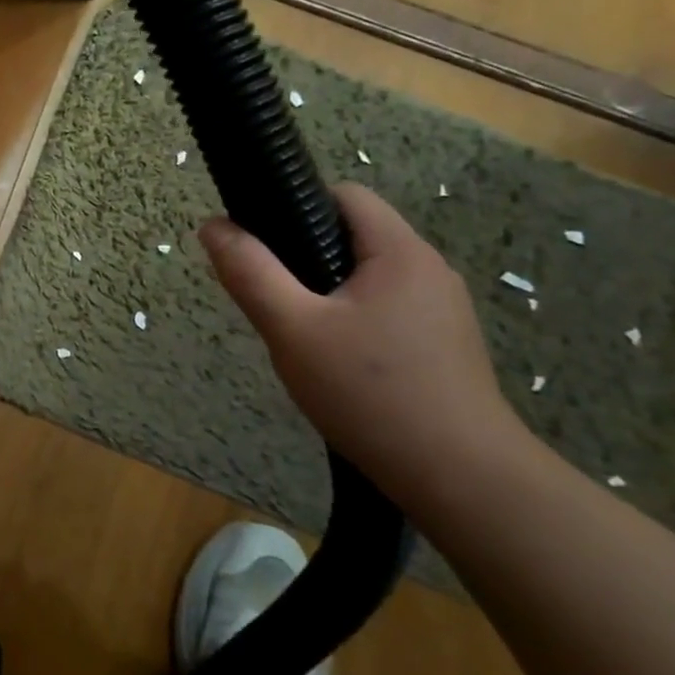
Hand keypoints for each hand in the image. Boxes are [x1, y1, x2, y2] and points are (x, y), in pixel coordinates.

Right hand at [198, 183, 516, 492]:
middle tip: (271, 299)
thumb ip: (250, 272)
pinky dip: (350, 318)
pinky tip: (333, 361)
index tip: (260, 244)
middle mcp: (429, 269)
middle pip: (353, 235)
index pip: (344, 195)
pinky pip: (384, 308)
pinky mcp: (442, 344)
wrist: (461, 479)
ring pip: (366, 276)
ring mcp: (441, 309)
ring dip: (324, 291)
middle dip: (303, 255)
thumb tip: (213, 226)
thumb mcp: (292, 328)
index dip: (295, 204)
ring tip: (297, 334)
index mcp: (400, 252)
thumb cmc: (370, 392)